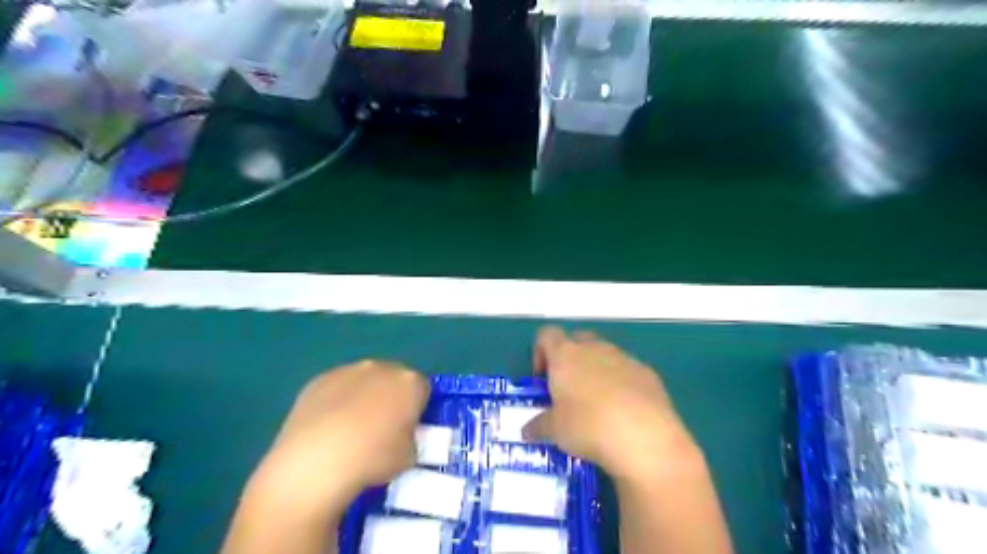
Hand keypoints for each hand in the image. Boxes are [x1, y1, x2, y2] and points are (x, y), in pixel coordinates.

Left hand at [249, 363, 429, 514]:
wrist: (316, 462)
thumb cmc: (372, 459)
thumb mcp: (409, 456)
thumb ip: (411, 439)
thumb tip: (401, 436)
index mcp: (410, 383)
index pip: (422, 389)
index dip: (417, 408)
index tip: (409, 428)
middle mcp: (382, 368)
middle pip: (393, 379)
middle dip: (391, 398)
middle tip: (382, 428)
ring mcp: (348, 371)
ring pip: (364, 381)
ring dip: (363, 397)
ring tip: (350, 430)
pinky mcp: (319, 379)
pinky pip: (337, 388)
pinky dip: (337, 402)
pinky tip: (327, 428)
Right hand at [523, 328, 700, 479]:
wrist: (645, 438)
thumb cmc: (588, 427)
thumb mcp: (554, 431)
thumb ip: (538, 426)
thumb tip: (527, 430)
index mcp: (565, 355)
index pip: (547, 335)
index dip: (540, 353)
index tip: (543, 379)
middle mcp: (594, 348)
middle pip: (577, 339)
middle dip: (570, 359)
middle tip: (568, 389)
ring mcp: (623, 358)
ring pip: (604, 355)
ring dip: (596, 371)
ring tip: (597, 405)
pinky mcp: (647, 373)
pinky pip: (627, 371)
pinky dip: (621, 384)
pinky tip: (623, 413)